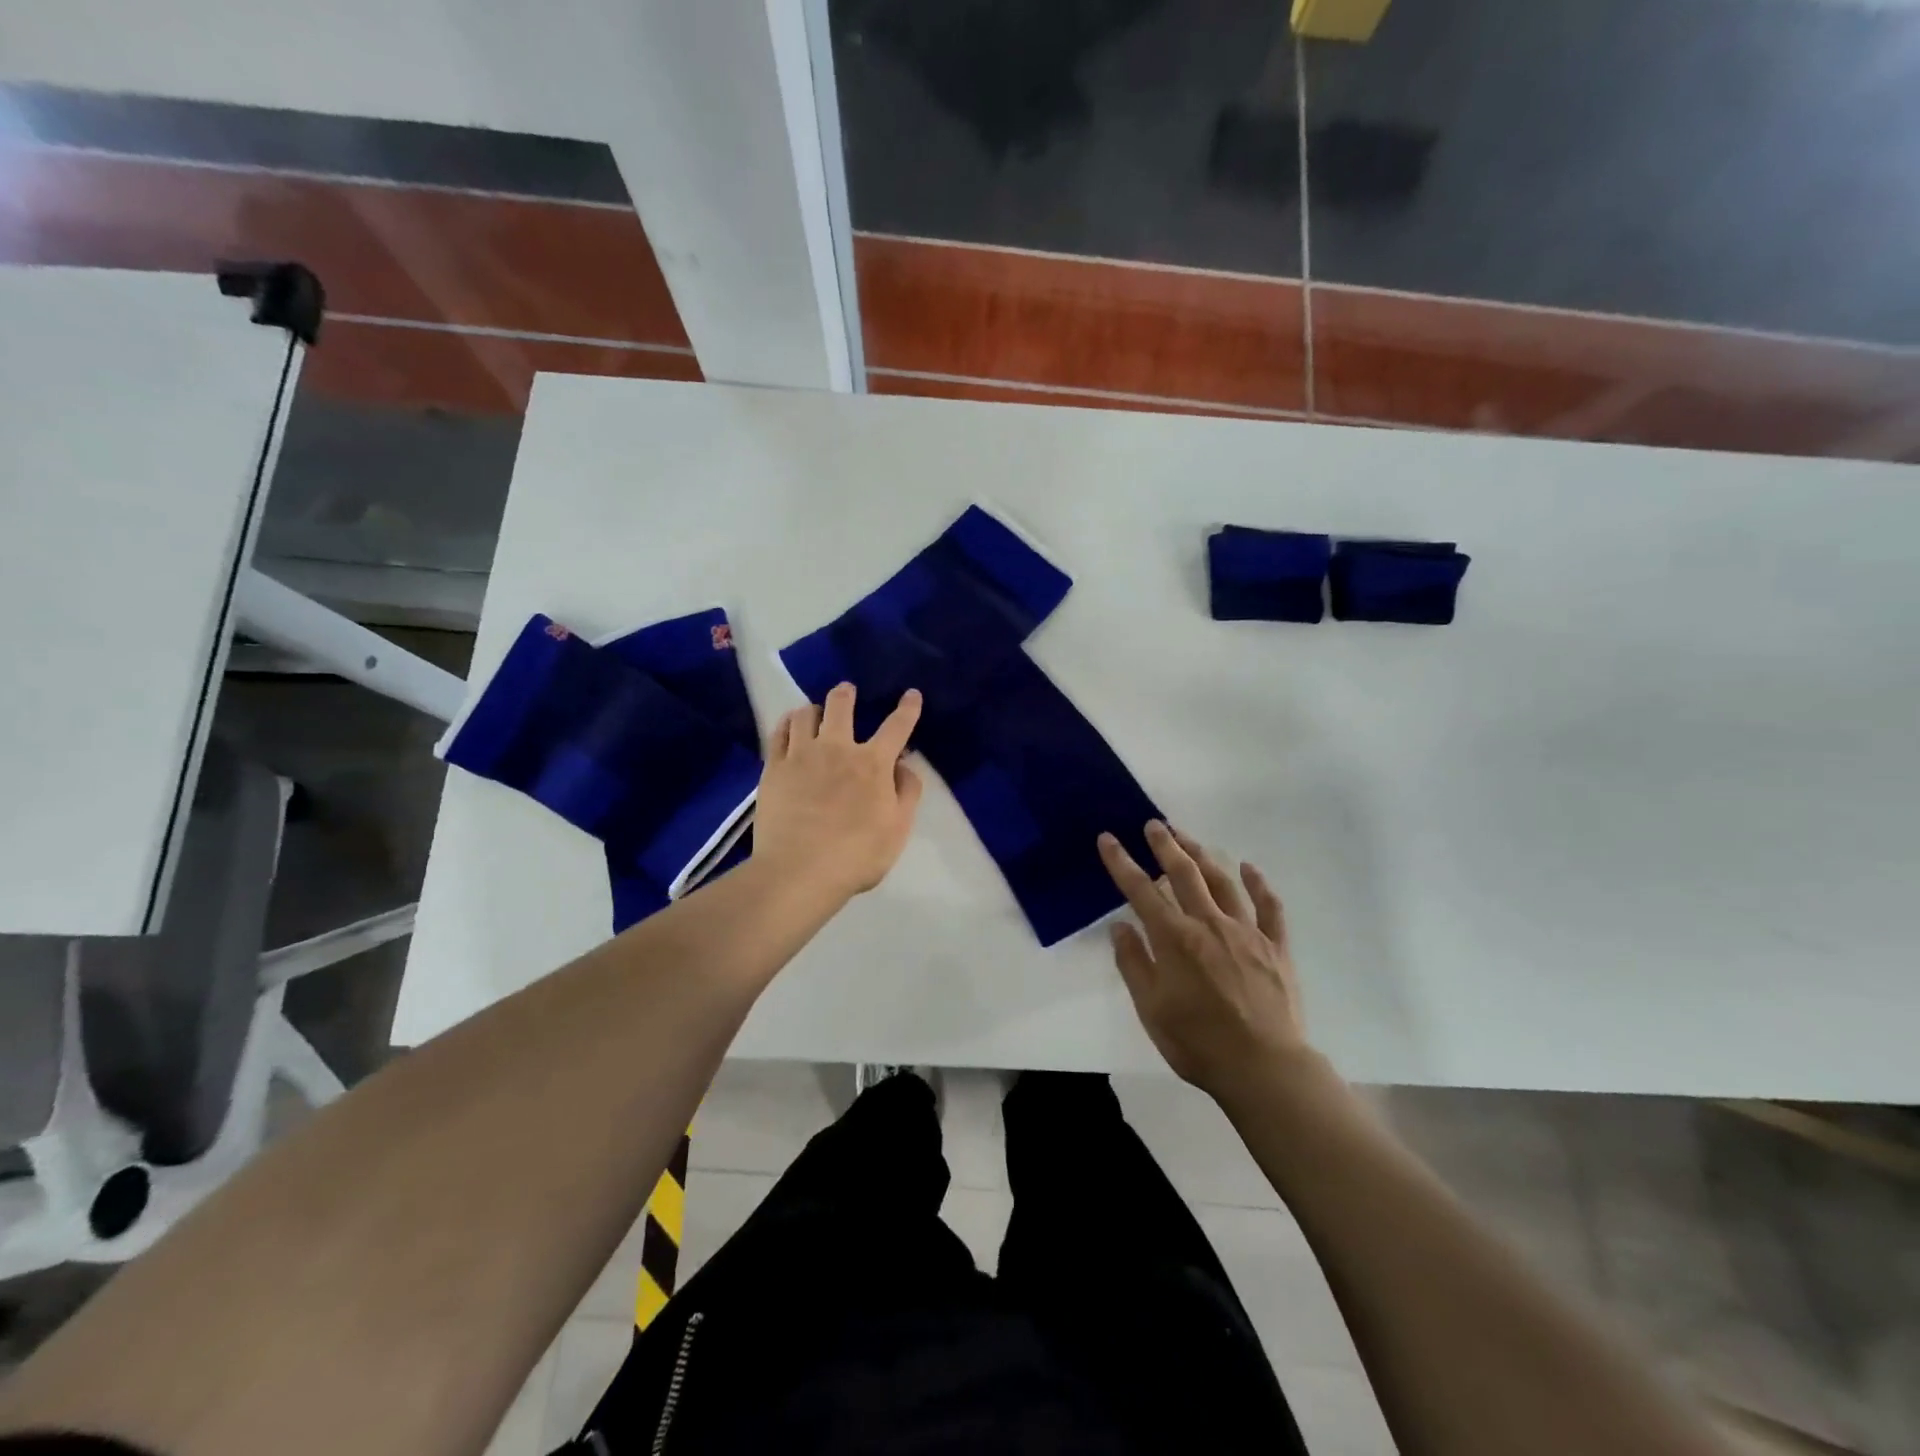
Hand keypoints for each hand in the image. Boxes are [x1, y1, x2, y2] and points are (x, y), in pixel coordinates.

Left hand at [754, 683, 924, 901]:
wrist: (799, 871)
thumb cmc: (856, 856)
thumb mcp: (898, 829)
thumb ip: (907, 793)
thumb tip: (903, 766)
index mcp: (873, 764)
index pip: (897, 727)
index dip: (907, 709)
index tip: (911, 695)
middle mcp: (837, 749)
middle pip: (841, 706)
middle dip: (845, 694)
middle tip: (846, 691)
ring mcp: (801, 755)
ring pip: (805, 714)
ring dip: (814, 708)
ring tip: (814, 712)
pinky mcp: (774, 768)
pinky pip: (778, 733)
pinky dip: (787, 723)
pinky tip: (789, 725)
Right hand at [1098, 821, 1307, 1102]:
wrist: (1264, 1068)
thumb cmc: (1198, 1043)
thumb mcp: (1150, 1009)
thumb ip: (1134, 964)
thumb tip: (1120, 927)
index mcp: (1175, 939)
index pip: (1140, 890)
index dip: (1122, 862)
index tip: (1109, 838)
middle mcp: (1209, 924)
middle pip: (1183, 873)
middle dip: (1165, 845)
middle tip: (1153, 824)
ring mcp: (1246, 932)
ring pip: (1222, 881)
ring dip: (1202, 854)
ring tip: (1187, 838)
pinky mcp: (1275, 946)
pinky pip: (1269, 907)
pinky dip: (1258, 884)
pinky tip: (1249, 868)